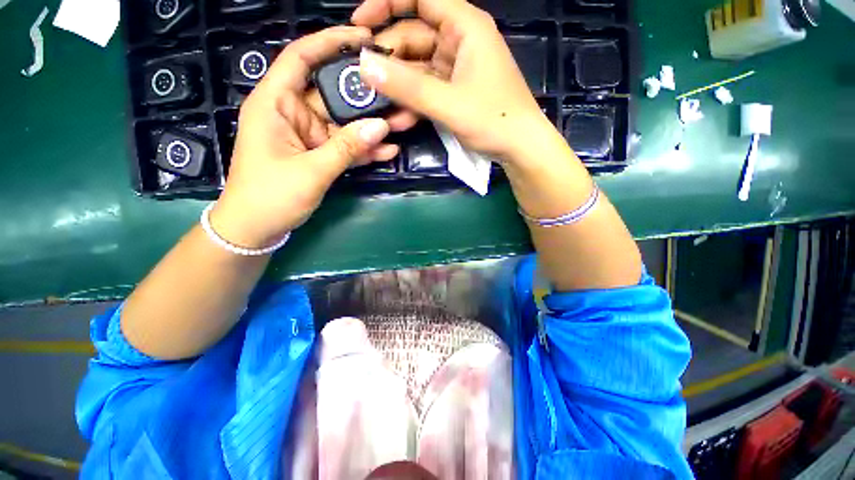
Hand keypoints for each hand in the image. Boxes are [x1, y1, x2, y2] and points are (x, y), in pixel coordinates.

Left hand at [210, 27, 398, 249]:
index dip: (330, 42)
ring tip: (405, 122)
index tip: (364, 38)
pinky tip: (389, 150)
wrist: (257, 228)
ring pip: (346, 123)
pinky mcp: (321, 155)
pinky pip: (346, 147)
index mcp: (276, 104)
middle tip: (399, 92)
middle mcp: (294, 113)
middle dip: (366, 94)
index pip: (301, 58)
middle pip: (334, 94)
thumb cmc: (270, 196)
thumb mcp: (310, 171)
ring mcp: (310, 136)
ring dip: (373, 126)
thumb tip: (381, 128)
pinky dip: (366, 150)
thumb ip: (346, 148)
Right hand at [353, 1, 557, 163]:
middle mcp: (459, 41)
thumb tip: (364, 66)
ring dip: (398, 87)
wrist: (519, 147)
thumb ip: (408, 87)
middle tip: (364, 81)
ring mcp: (456, 68)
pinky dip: (413, 102)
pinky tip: (400, 118)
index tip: (359, 25)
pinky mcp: (454, 91)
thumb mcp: (449, 104)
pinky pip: (426, 89)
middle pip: (413, 36)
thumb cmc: (493, 120)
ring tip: (378, 105)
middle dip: (388, 58)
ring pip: (417, 67)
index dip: (386, 4)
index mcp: (464, 26)